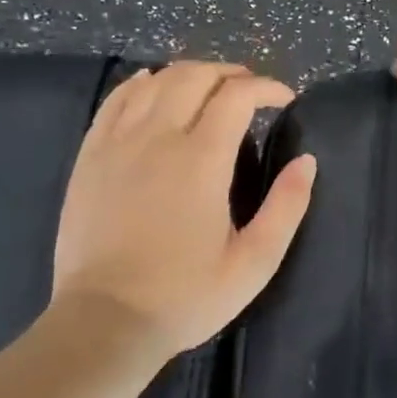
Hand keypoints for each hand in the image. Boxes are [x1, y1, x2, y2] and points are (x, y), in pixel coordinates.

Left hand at [42, 62, 316, 362]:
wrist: (104, 323)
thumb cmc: (186, 296)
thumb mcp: (254, 263)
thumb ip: (287, 207)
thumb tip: (306, 161)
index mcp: (202, 160)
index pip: (237, 95)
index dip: (266, 87)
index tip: (285, 99)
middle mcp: (158, 138)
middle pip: (195, 76)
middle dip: (230, 73)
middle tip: (251, 91)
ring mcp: (117, 143)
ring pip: (156, 81)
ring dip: (190, 74)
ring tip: (210, 87)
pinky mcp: (90, 156)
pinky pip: (115, 100)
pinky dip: (140, 83)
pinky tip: (153, 84)